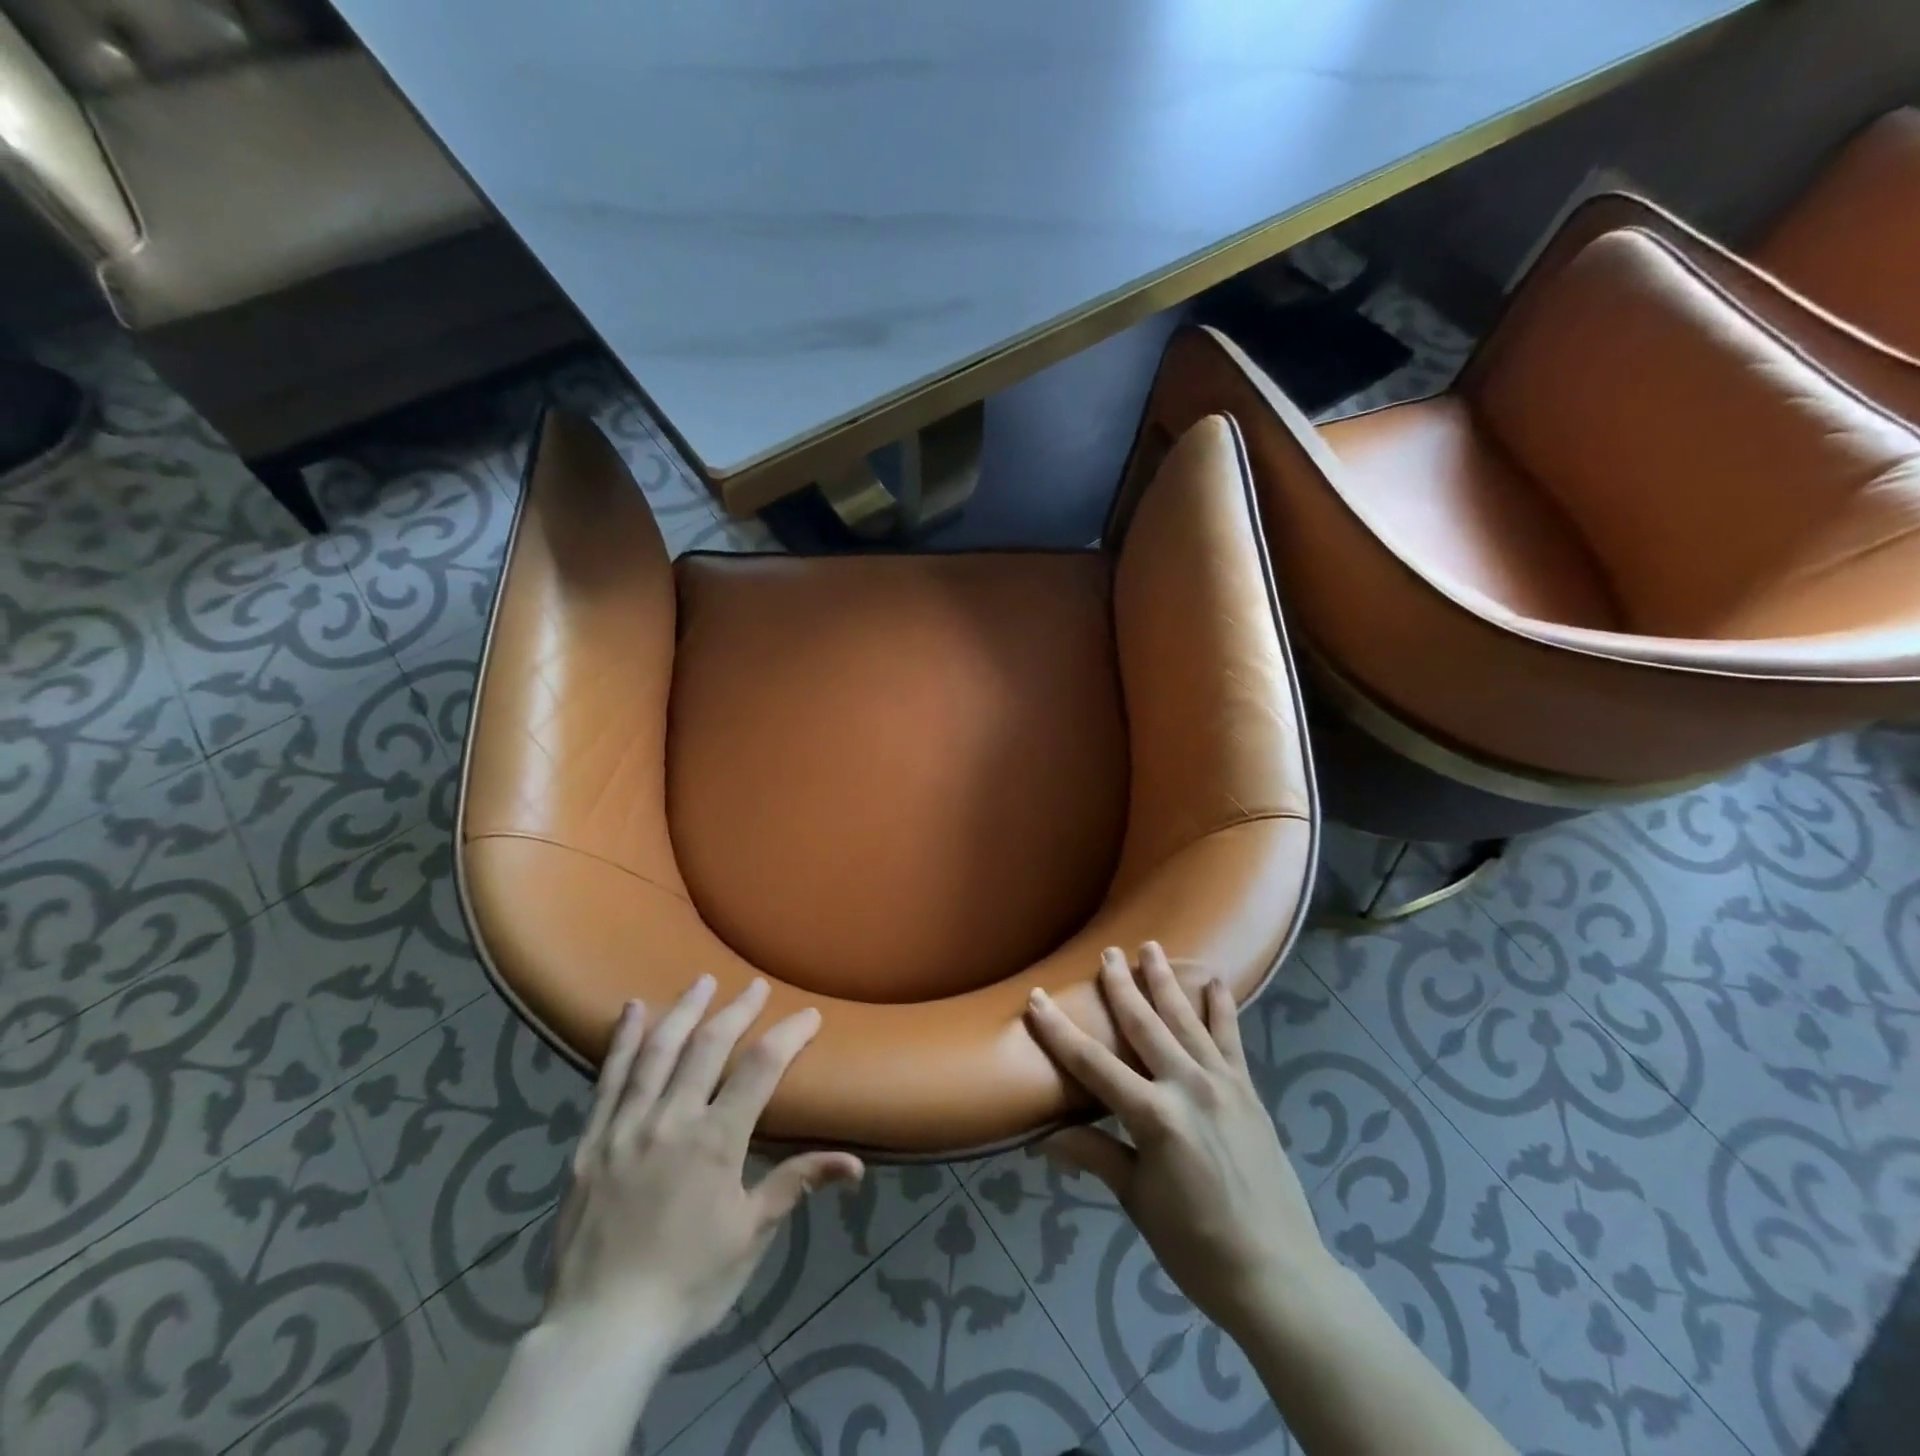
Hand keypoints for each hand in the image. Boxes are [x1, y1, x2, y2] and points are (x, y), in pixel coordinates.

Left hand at [545, 976, 863, 1359]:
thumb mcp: (751, 1236)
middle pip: (709, 1047)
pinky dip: (622, 1040)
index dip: (788, 1036)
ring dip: (684, 1011)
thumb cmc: (688, 1284)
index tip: (809, 1016)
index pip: (760, 1069)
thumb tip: (855, 1163)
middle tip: (755, 986)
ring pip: (658, 1052)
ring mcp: (626, 1127)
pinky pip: (607, 1079)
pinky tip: (631, 1009)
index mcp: (715, 1142)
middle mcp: (671, 1120)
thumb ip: (797, 1184)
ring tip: (703, 981)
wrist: (601, 1331)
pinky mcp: (591, 1141)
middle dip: (737, 1010)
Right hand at [1024, 944, 1331, 1340]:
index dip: (1059, 1031)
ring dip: (1166, 982)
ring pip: (1186, 1021)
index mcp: (1155, 1117)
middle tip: (1107, 952)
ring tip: (1151, 948)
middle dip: (1121, 987)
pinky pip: (1232, 1040)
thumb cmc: (1197, 1246)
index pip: (1093, 1065)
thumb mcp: (1138, 1201)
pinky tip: (1215, 981)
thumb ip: (1097, 1155)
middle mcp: (1188, 1087)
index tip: (1036, 998)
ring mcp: (1223, 1085)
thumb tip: (1044, 1136)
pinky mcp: (1248, 1092)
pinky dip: (1222, 1009)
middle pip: (1145, 1026)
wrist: (1278, 1275)